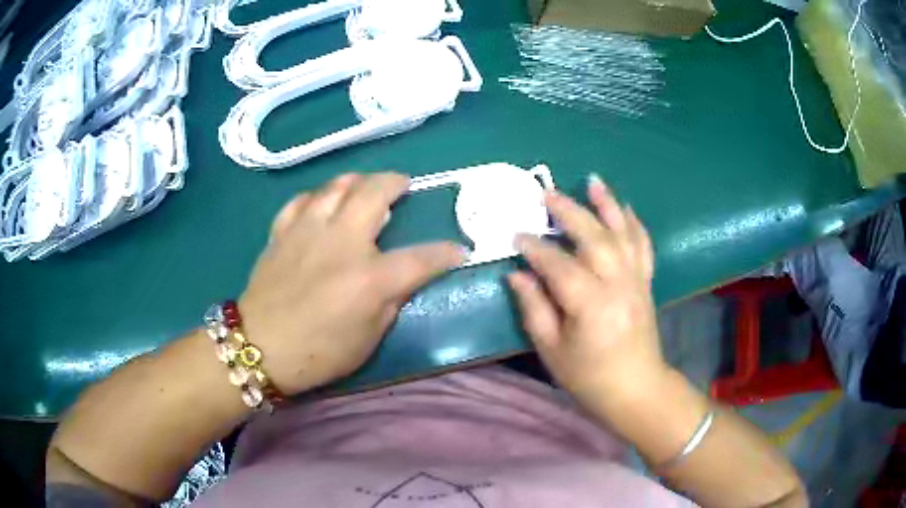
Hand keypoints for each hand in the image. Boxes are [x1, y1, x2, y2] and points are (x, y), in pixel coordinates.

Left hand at [239, 173, 464, 394]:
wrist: (259, 347)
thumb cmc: (319, 352)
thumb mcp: (368, 338)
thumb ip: (391, 301)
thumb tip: (404, 277)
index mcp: (369, 277)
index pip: (421, 257)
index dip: (446, 253)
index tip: (459, 250)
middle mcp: (342, 242)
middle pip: (375, 192)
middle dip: (396, 182)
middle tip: (403, 185)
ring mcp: (308, 230)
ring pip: (337, 185)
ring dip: (358, 180)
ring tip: (365, 186)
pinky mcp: (283, 231)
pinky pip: (303, 199)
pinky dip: (319, 196)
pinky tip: (322, 203)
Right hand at [508, 175, 667, 413]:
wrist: (637, 389)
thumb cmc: (589, 378)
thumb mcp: (552, 351)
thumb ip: (534, 308)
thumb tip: (517, 274)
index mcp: (591, 306)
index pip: (559, 265)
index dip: (537, 248)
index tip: (517, 234)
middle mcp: (619, 285)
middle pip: (594, 238)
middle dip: (570, 212)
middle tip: (547, 193)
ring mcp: (637, 281)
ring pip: (623, 234)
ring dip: (607, 205)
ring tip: (593, 181)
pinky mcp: (646, 283)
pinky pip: (643, 246)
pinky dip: (634, 223)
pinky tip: (625, 207)